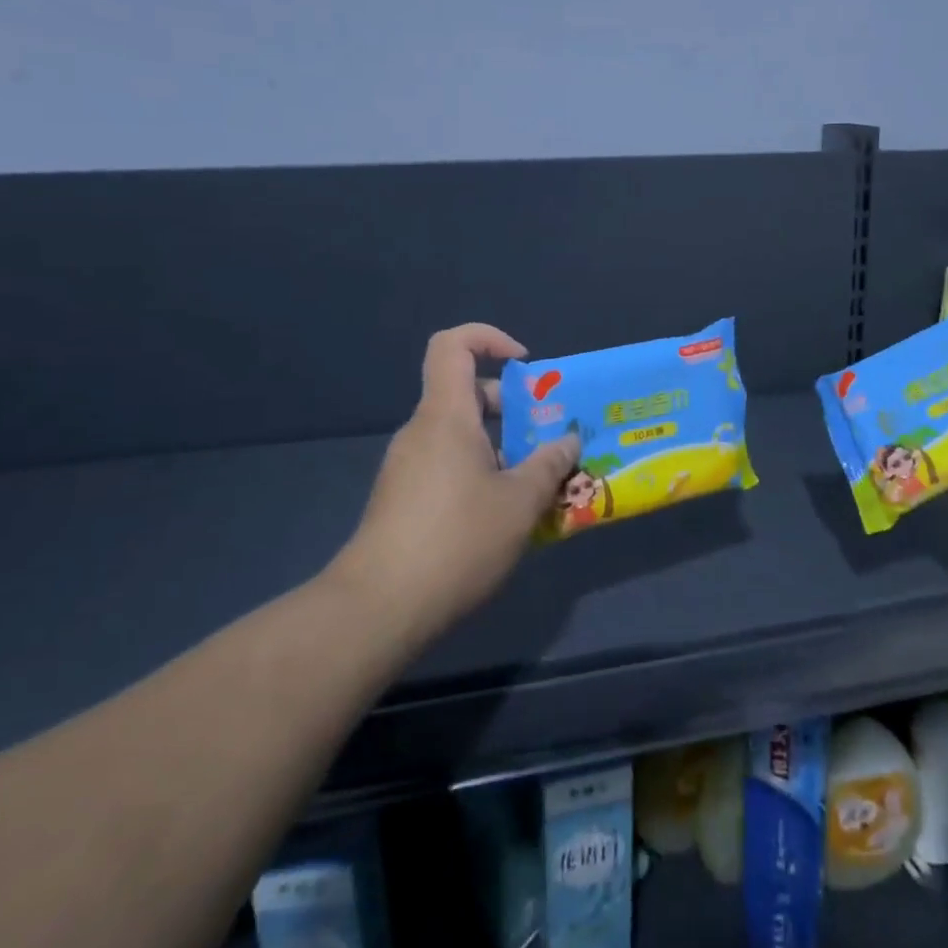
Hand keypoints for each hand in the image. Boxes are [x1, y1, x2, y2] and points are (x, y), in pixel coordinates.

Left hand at [326, 324, 577, 642]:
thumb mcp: (520, 502)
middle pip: (467, 395)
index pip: (453, 345)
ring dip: (502, 450)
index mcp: (446, 416)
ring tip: (539, 485)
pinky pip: (449, 468)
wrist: (379, 608)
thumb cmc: (457, 540)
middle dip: (513, 409)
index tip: (527, 367)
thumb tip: (568, 441)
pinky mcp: (403, 500)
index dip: (490, 338)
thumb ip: (549, 465)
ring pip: (461, 437)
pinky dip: (481, 476)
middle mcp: (422, 432)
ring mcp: (408, 467)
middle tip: (549, 439)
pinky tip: (506, 517)